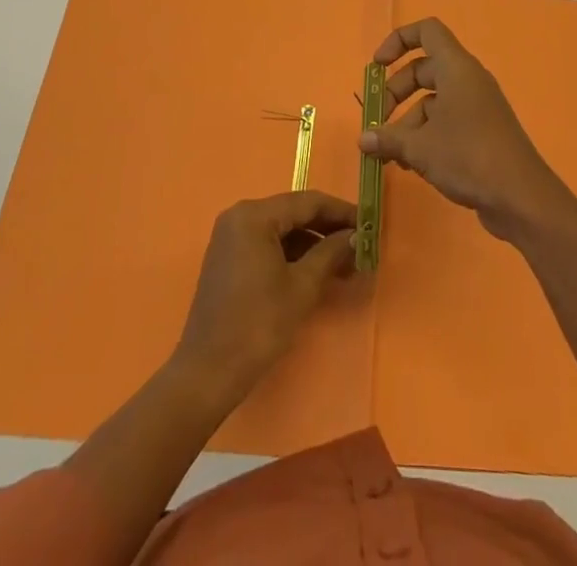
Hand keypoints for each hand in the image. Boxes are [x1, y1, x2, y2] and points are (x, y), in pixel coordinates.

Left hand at [174, 191, 355, 404]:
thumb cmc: (258, 325)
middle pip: (294, 213)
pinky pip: (268, 244)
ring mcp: (231, 236)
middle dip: (328, 229)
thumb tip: (357, 236)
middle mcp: (239, 216)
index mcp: (254, 215)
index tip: (369, 224)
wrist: (207, 373)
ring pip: (282, 229)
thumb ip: (331, 253)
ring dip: (313, 243)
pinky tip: (316, 270)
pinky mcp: (229, 257)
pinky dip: (293, 254)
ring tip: (345, 263)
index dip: (341, 212)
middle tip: (361, 245)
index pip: (308, 202)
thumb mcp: (302, 287)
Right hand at [357, 18, 566, 240]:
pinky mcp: (482, 132)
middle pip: (424, 69)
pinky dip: (426, 135)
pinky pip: (447, 121)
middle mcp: (468, 80)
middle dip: (396, 91)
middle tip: (377, 119)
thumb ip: (388, 139)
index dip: (398, 40)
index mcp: (456, 68)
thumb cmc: (468, 157)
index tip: (376, 66)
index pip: (427, 31)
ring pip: (434, 100)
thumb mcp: (420, 147)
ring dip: (408, 121)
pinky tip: (410, 165)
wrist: (521, 197)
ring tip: (389, 154)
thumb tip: (363, 139)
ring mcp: (477, 106)